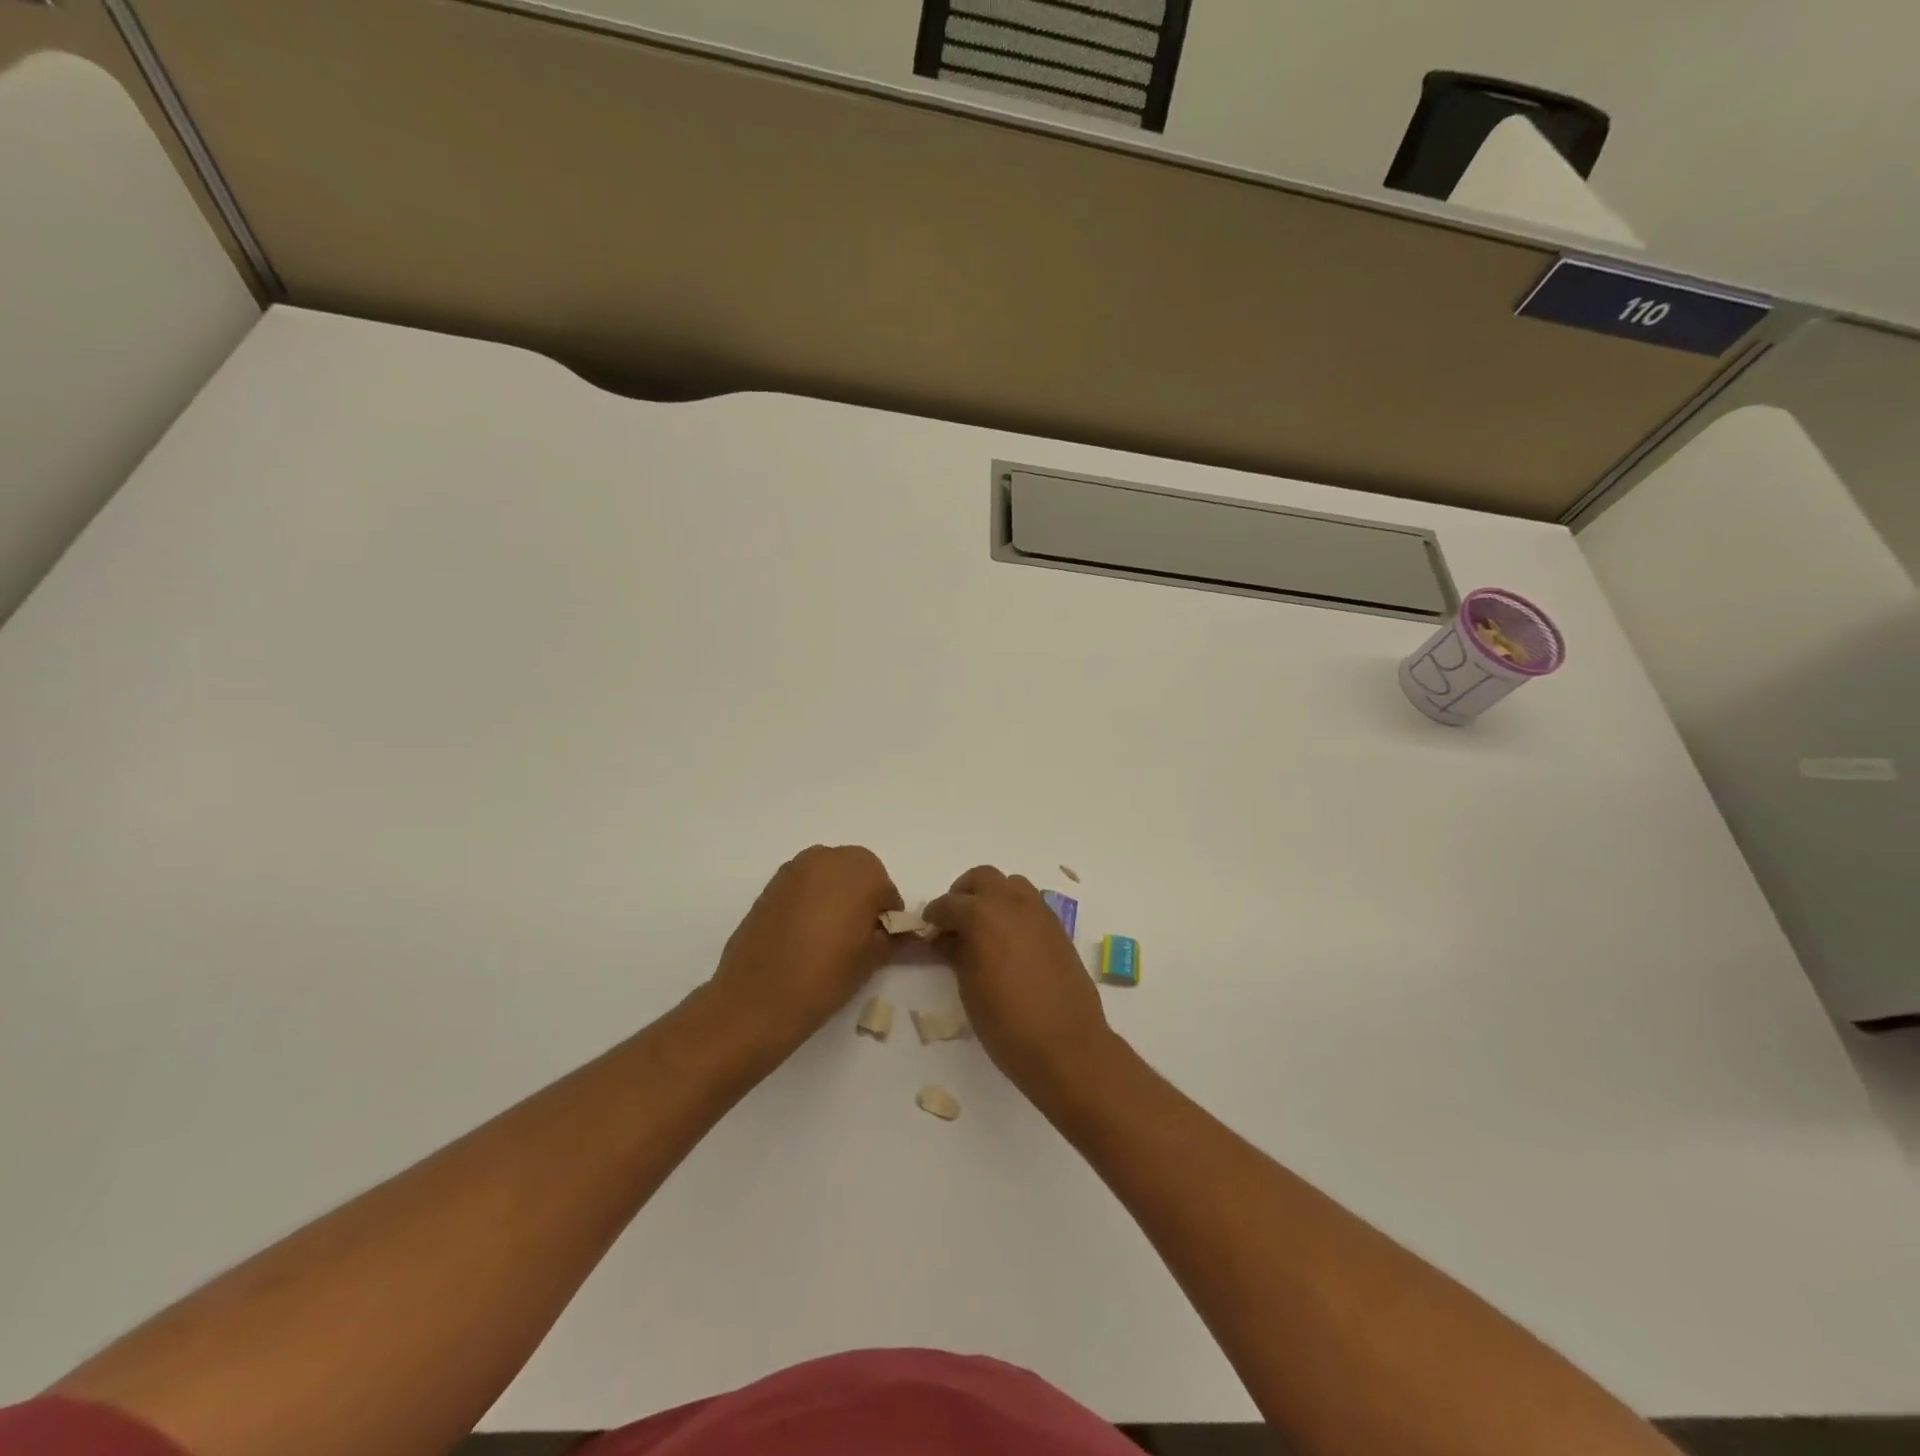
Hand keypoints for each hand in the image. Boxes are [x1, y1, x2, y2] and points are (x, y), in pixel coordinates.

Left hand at [708, 845, 902, 1057]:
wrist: (757, 997)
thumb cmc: (826, 975)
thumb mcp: (872, 959)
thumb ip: (891, 938)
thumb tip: (902, 935)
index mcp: (861, 870)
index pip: (887, 890)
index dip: (886, 917)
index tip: (879, 942)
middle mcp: (829, 858)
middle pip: (857, 874)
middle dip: (861, 899)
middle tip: (856, 937)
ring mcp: (796, 868)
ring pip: (828, 876)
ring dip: (835, 896)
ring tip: (828, 936)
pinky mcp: (771, 884)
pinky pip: (803, 886)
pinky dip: (810, 901)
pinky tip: (804, 934)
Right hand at [925, 866, 1114, 1096]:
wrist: (1067, 1045)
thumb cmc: (1007, 1023)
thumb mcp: (969, 989)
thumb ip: (956, 953)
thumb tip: (946, 938)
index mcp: (983, 916)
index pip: (949, 903)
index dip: (935, 915)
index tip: (928, 928)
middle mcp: (1012, 904)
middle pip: (983, 878)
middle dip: (964, 893)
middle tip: (954, 920)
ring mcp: (1040, 913)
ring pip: (1011, 884)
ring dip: (993, 896)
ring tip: (983, 926)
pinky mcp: (1058, 928)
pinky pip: (1031, 904)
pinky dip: (1015, 910)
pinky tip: (1009, 940)